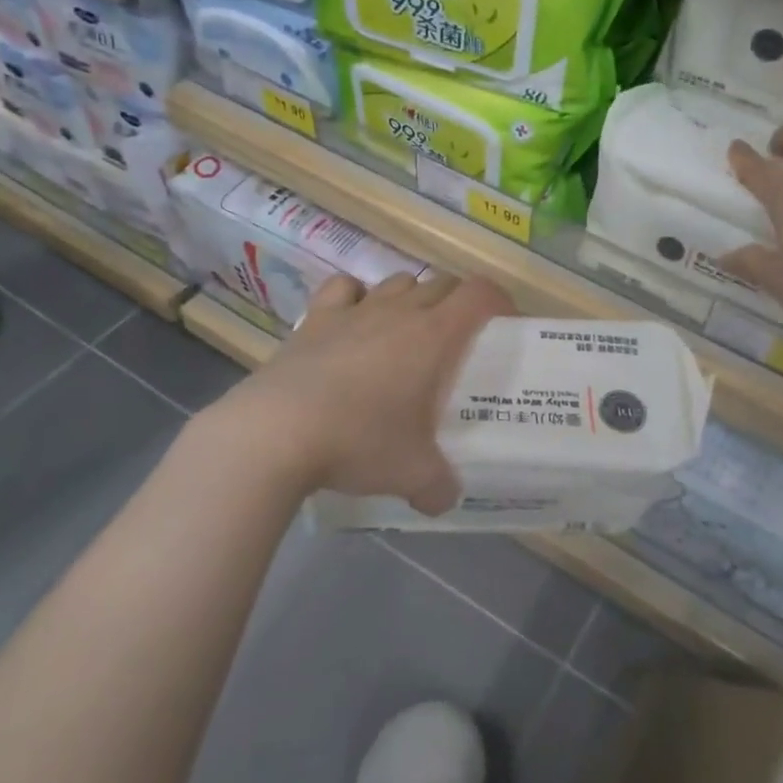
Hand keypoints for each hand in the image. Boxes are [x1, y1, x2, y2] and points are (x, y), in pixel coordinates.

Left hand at [230, 271, 514, 513]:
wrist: (276, 432)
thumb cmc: (359, 442)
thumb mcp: (411, 474)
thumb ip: (438, 486)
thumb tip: (444, 500)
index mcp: (433, 336)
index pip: (479, 294)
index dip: (499, 301)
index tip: (505, 323)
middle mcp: (398, 312)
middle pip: (441, 283)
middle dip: (458, 302)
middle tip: (459, 339)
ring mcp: (354, 311)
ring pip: (396, 282)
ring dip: (411, 298)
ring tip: (408, 331)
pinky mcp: (315, 319)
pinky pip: (344, 289)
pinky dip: (356, 296)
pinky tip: (353, 320)